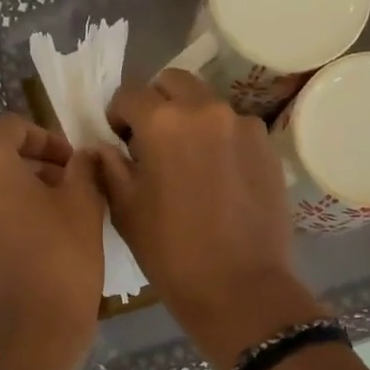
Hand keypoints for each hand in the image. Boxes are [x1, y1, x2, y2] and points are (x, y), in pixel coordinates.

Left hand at [0, 115, 104, 369]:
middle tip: (69, 185)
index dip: (50, 140)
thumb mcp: (84, 204)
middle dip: (31, 165)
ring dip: (14, 191)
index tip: (75, 163)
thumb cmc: (60, 259)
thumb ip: (82, 167)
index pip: (14, 128)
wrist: (29, 337)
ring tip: (54, 213)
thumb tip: (81, 157)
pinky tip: (31, 239)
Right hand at [99, 71, 324, 369]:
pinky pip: (234, 129)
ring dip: (190, 120)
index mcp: (163, 122)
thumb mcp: (126, 210)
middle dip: (156, 104)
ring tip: (188, 163)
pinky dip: (219, 140)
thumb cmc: (170, 252)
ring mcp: (244, 126)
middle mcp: (206, 110)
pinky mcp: (268, 147)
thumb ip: (109, 168)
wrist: (239, 287)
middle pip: (174, 83)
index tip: (118, 140)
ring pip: (207, 104)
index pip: (130, 94)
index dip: (118, 115)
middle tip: (151, 143)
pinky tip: (217, 179)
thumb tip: (102, 147)